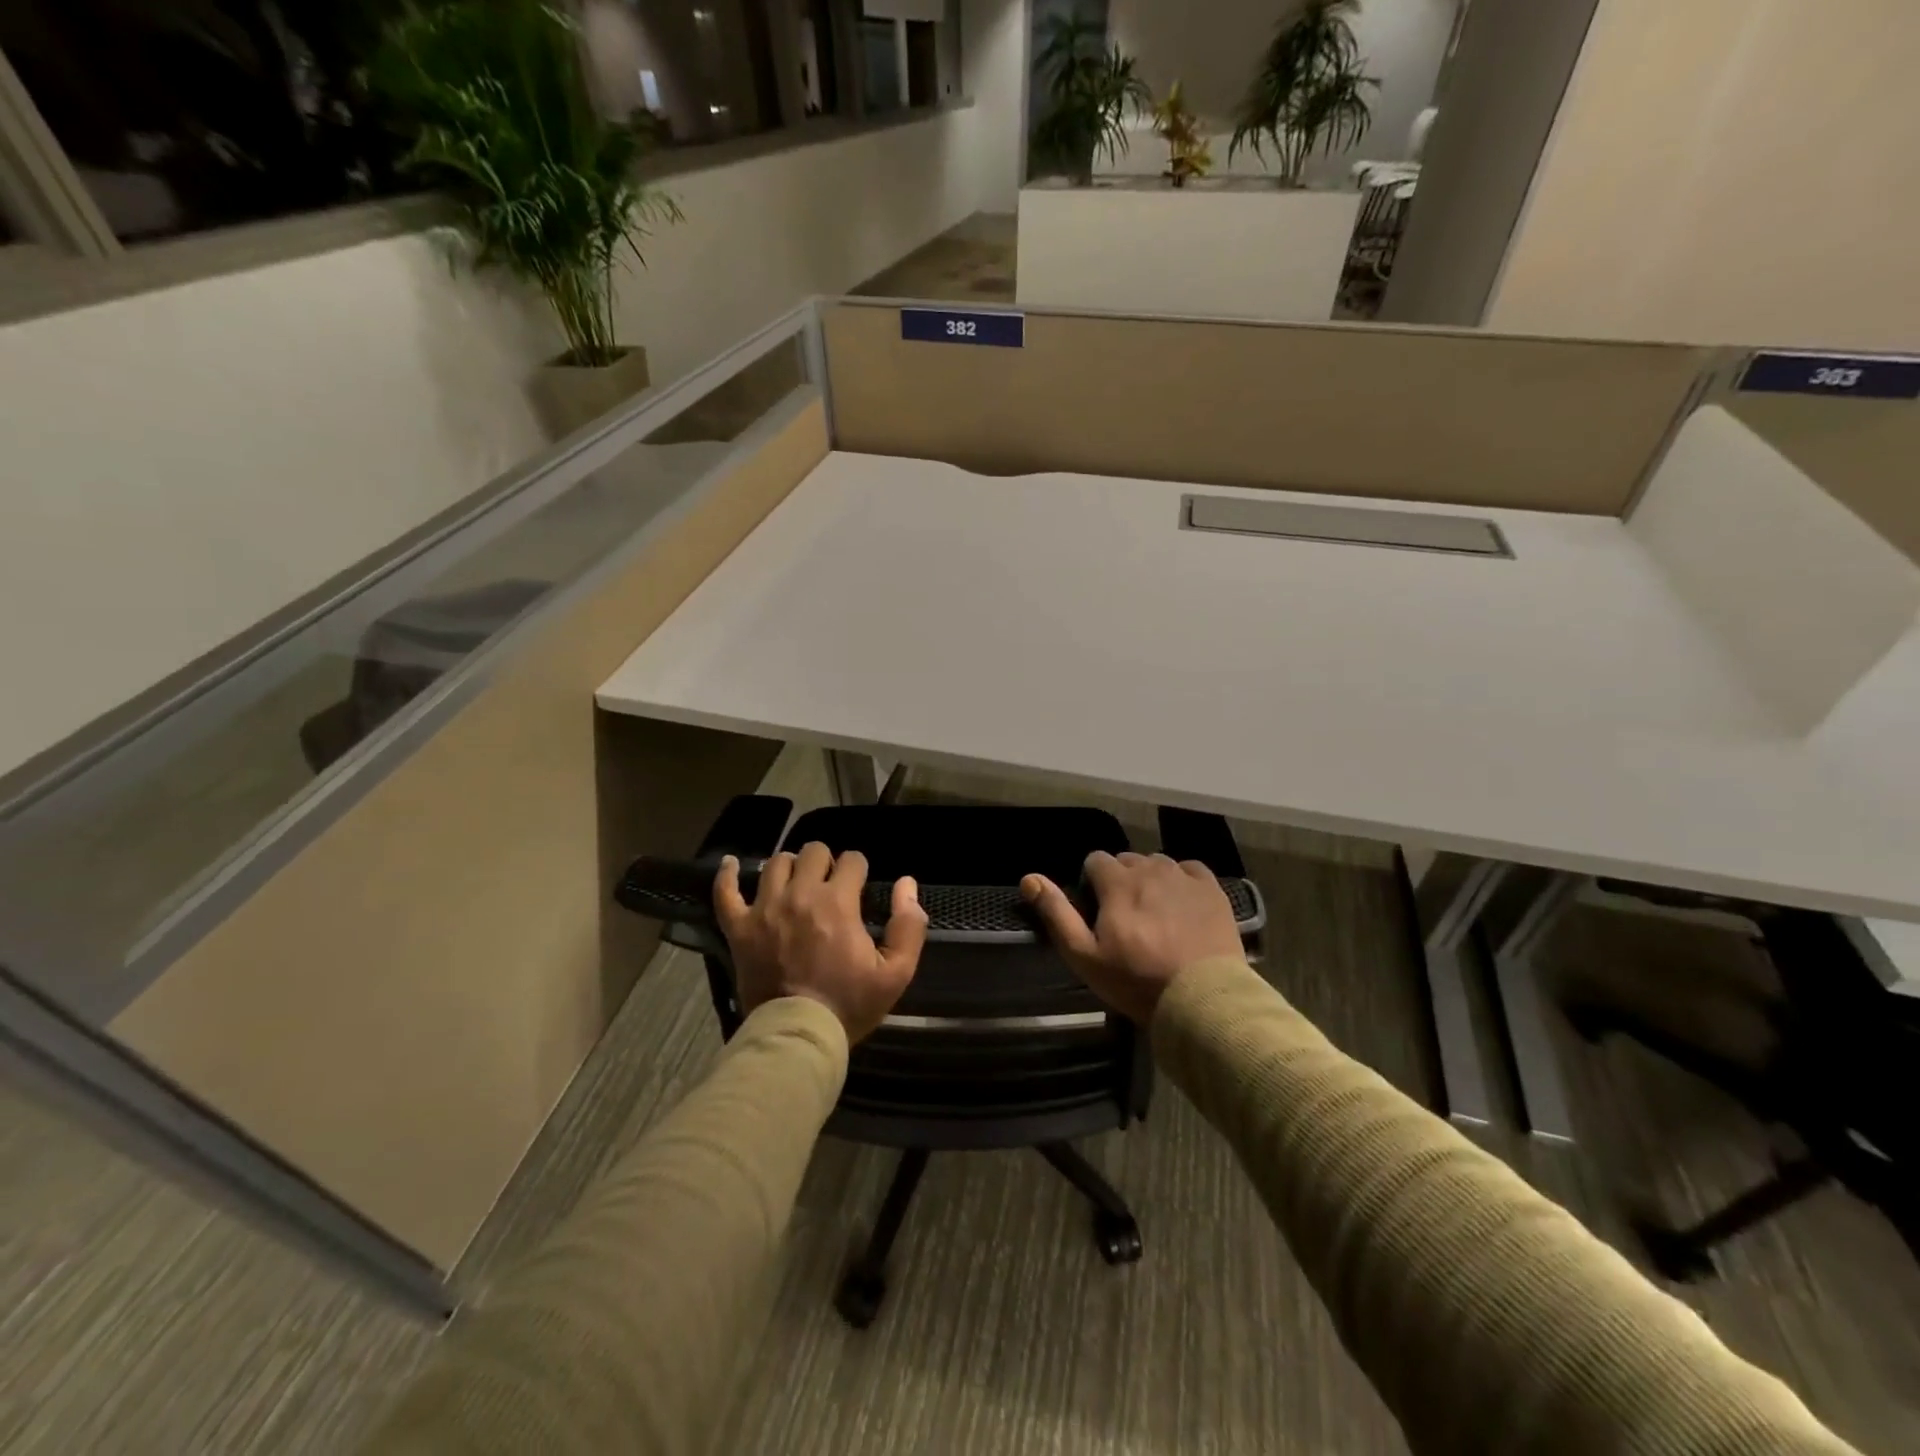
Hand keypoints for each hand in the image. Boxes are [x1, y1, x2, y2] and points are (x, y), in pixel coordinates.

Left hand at [715, 842, 926, 1042]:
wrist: (798, 1036)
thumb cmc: (849, 1005)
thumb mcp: (896, 973)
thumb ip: (909, 925)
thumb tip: (907, 883)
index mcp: (838, 902)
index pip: (852, 860)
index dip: (859, 868)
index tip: (859, 885)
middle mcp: (800, 895)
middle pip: (813, 852)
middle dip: (826, 862)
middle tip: (830, 885)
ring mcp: (764, 909)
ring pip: (775, 863)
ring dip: (790, 866)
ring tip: (796, 882)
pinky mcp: (739, 929)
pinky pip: (725, 892)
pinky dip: (727, 875)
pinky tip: (731, 864)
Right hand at [1022, 852, 1244, 1024]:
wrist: (1202, 999)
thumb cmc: (1137, 981)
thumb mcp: (1084, 955)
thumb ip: (1056, 913)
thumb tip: (1029, 878)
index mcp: (1117, 882)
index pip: (1095, 860)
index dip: (1091, 882)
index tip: (1097, 910)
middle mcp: (1150, 869)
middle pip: (1127, 860)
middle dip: (1121, 880)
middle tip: (1125, 917)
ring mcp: (1184, 877)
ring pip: (1158, 863)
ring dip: (1151, 880)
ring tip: (1155, 914)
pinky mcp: (1213, 889)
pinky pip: (1190, 870)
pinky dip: (1182, 881)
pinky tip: (1182, 905)